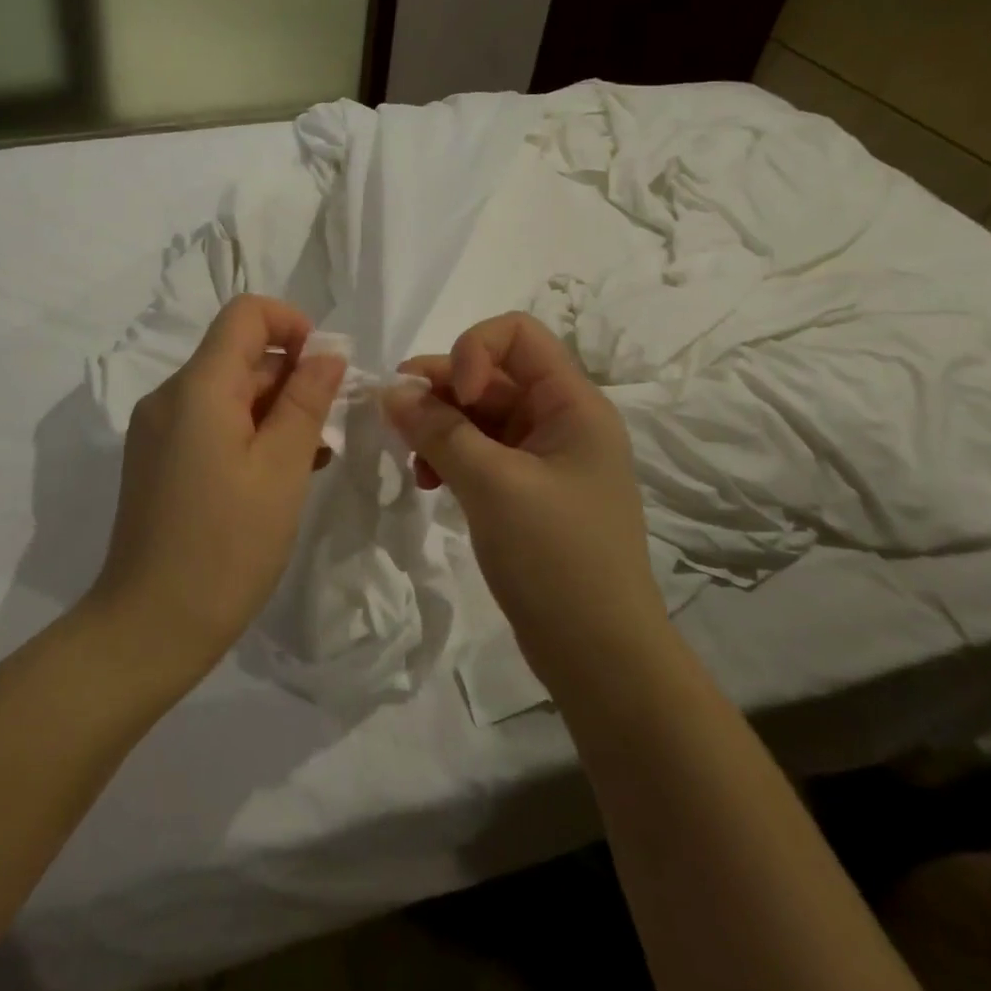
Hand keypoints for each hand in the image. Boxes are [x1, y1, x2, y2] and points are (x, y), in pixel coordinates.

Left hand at [89, 295, 345, 689]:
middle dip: (290, 378)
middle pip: (238, 356)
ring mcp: (158, 430)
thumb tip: (326, 353)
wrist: (150, 626)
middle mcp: (169, 397)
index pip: (245, 314)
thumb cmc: (226, 547)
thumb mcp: (281, 470)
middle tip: (328, 429)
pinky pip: (209, 425)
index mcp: (196, 388)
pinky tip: (280, 474)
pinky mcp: (157, 460)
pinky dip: (248, 434)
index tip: (325, 370)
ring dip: (274, 411)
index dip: (292, 325)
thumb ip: (306, 401)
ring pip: (227, 393)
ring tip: (312, 457)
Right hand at [384, 312, 663, 686]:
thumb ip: (439, 431)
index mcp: (573, 404)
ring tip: (414, 461)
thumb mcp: (493, 486)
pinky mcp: (525, 489)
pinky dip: (449, 455)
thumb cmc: (556, 559)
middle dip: (440, 390)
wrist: (599, 655)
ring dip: (438, 425)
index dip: (472, 351)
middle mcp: (560, 419)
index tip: (451, 398)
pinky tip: (428, 481)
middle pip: (491, 373)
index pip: (516, 335)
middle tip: (396, 419)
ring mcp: (543, 456)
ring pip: (478, 414)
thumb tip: (391, 390)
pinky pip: (479, 450)